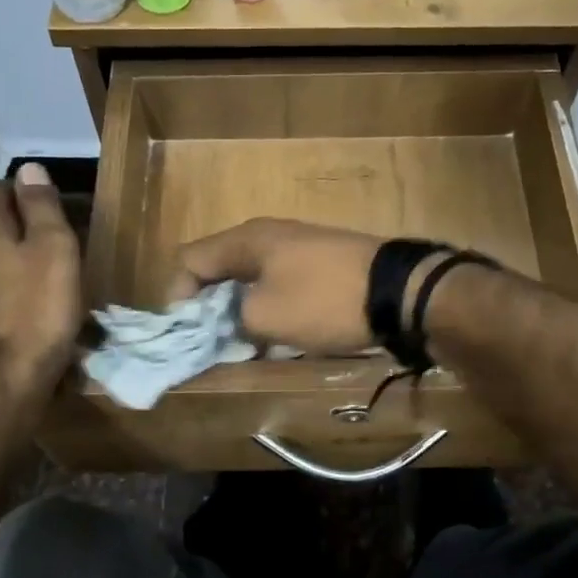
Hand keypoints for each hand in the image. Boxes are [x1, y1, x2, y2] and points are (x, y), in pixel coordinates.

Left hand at [0, 164, 80, 398]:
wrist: (2, 379)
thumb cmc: (37, 309)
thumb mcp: (54, 249)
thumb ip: (41, 205)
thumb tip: (29, 168)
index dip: (29, 193)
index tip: (60, 213)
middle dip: (18, 220)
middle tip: (56, 239)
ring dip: (10, 250)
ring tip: (44, 268)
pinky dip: (2, 277)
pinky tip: (24, 296)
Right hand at [169, 218, 377, 353]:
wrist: (399, 290)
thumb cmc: (323, 300)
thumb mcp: (264, 316)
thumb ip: (230, 318)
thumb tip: (225, 320)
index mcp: (246, 240)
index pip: (190, 260)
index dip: (178, 296)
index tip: (188, 332)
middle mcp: (267, 235)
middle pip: (218, 266)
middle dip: (208, 304)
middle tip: (211, 340)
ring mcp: (298, 246)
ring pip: (250, 276)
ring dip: (239, 308)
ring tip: (243, 342)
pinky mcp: (321, 262)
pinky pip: (278, 282)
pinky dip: (268, 306)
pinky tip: (278, 332)